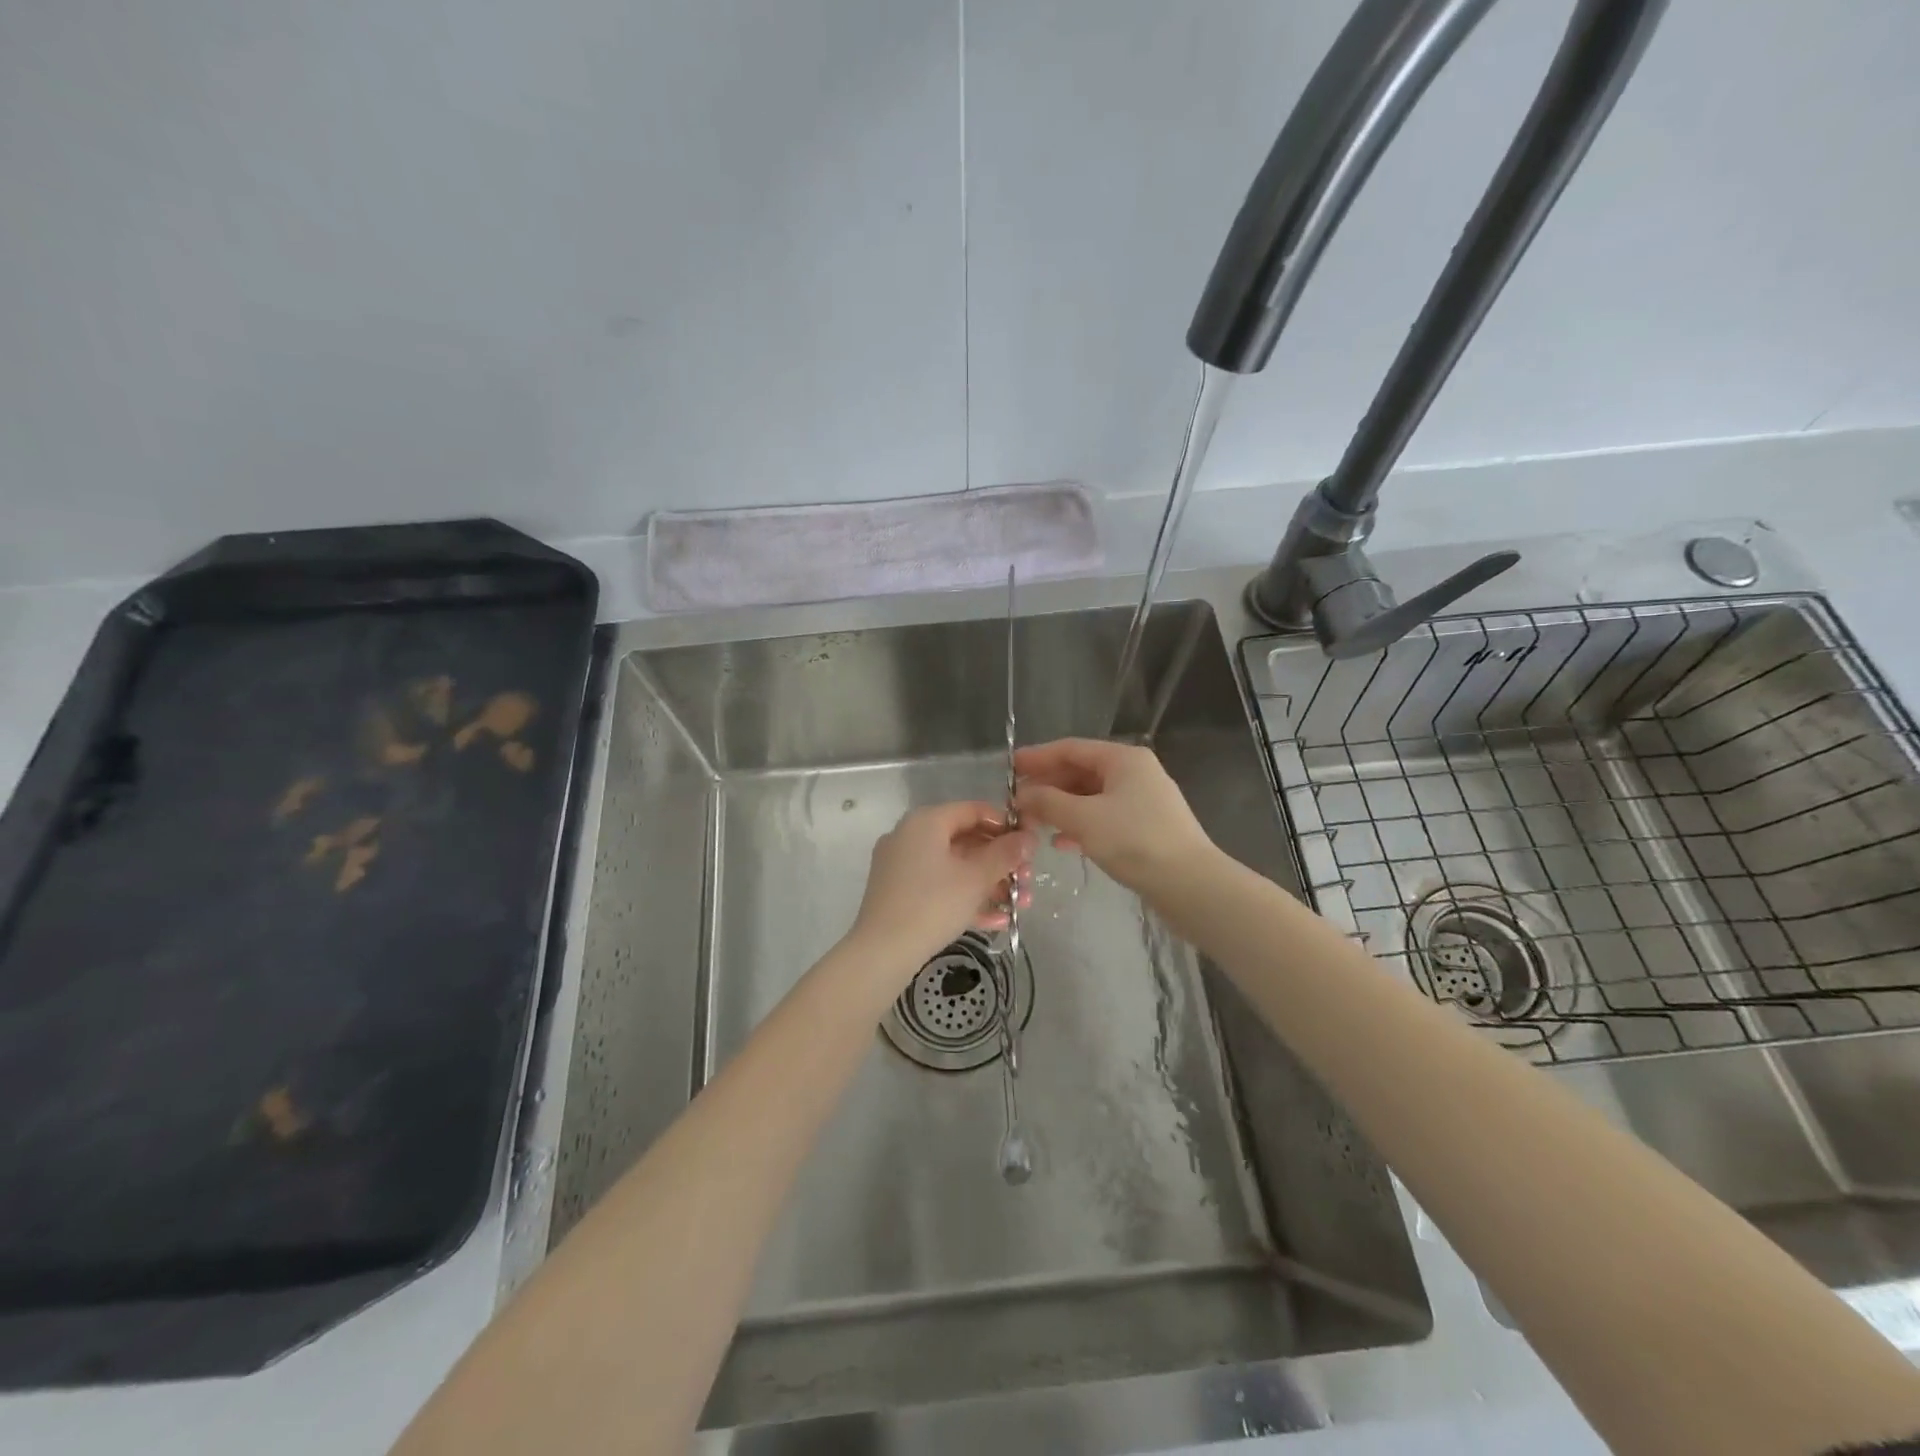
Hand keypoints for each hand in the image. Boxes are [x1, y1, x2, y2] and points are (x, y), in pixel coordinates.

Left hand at [849, 802, 1033, 972]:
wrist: (881, 952)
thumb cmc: (933, 905)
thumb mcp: (976, 878)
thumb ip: (1005, 854)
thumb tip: (1029, 838)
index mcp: (926, 822)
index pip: (973, 811)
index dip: (1005, 825)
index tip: (1030, 845)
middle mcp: (910, 837)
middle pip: (966, 840)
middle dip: (1001, 862)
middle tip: (1027, 880)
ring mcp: (902, 866)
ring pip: (955, 867)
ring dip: (990, 884)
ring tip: (1019, 906)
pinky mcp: (900, 894)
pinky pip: (940, 887)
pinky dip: (966, 898)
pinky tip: (996, 921)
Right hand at [1013, 738, 1215, 893]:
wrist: (1190, 885)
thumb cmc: (1135, 841)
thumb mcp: (1084, 819)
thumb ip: (1048, 802)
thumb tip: (1021, 795)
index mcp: (1123, 759)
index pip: (1071, 749)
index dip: (1037, 757)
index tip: (1009, 769)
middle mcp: (1135, 773)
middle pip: (1081, 772)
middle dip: (1048, 787)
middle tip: (1017, 804)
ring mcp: (1142, 801)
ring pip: (1091, 797)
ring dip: (1061, 808)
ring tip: (1033, 824)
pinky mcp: (1146, 828)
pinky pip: (1104, 817)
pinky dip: (1081, 826)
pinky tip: (1062, 843)